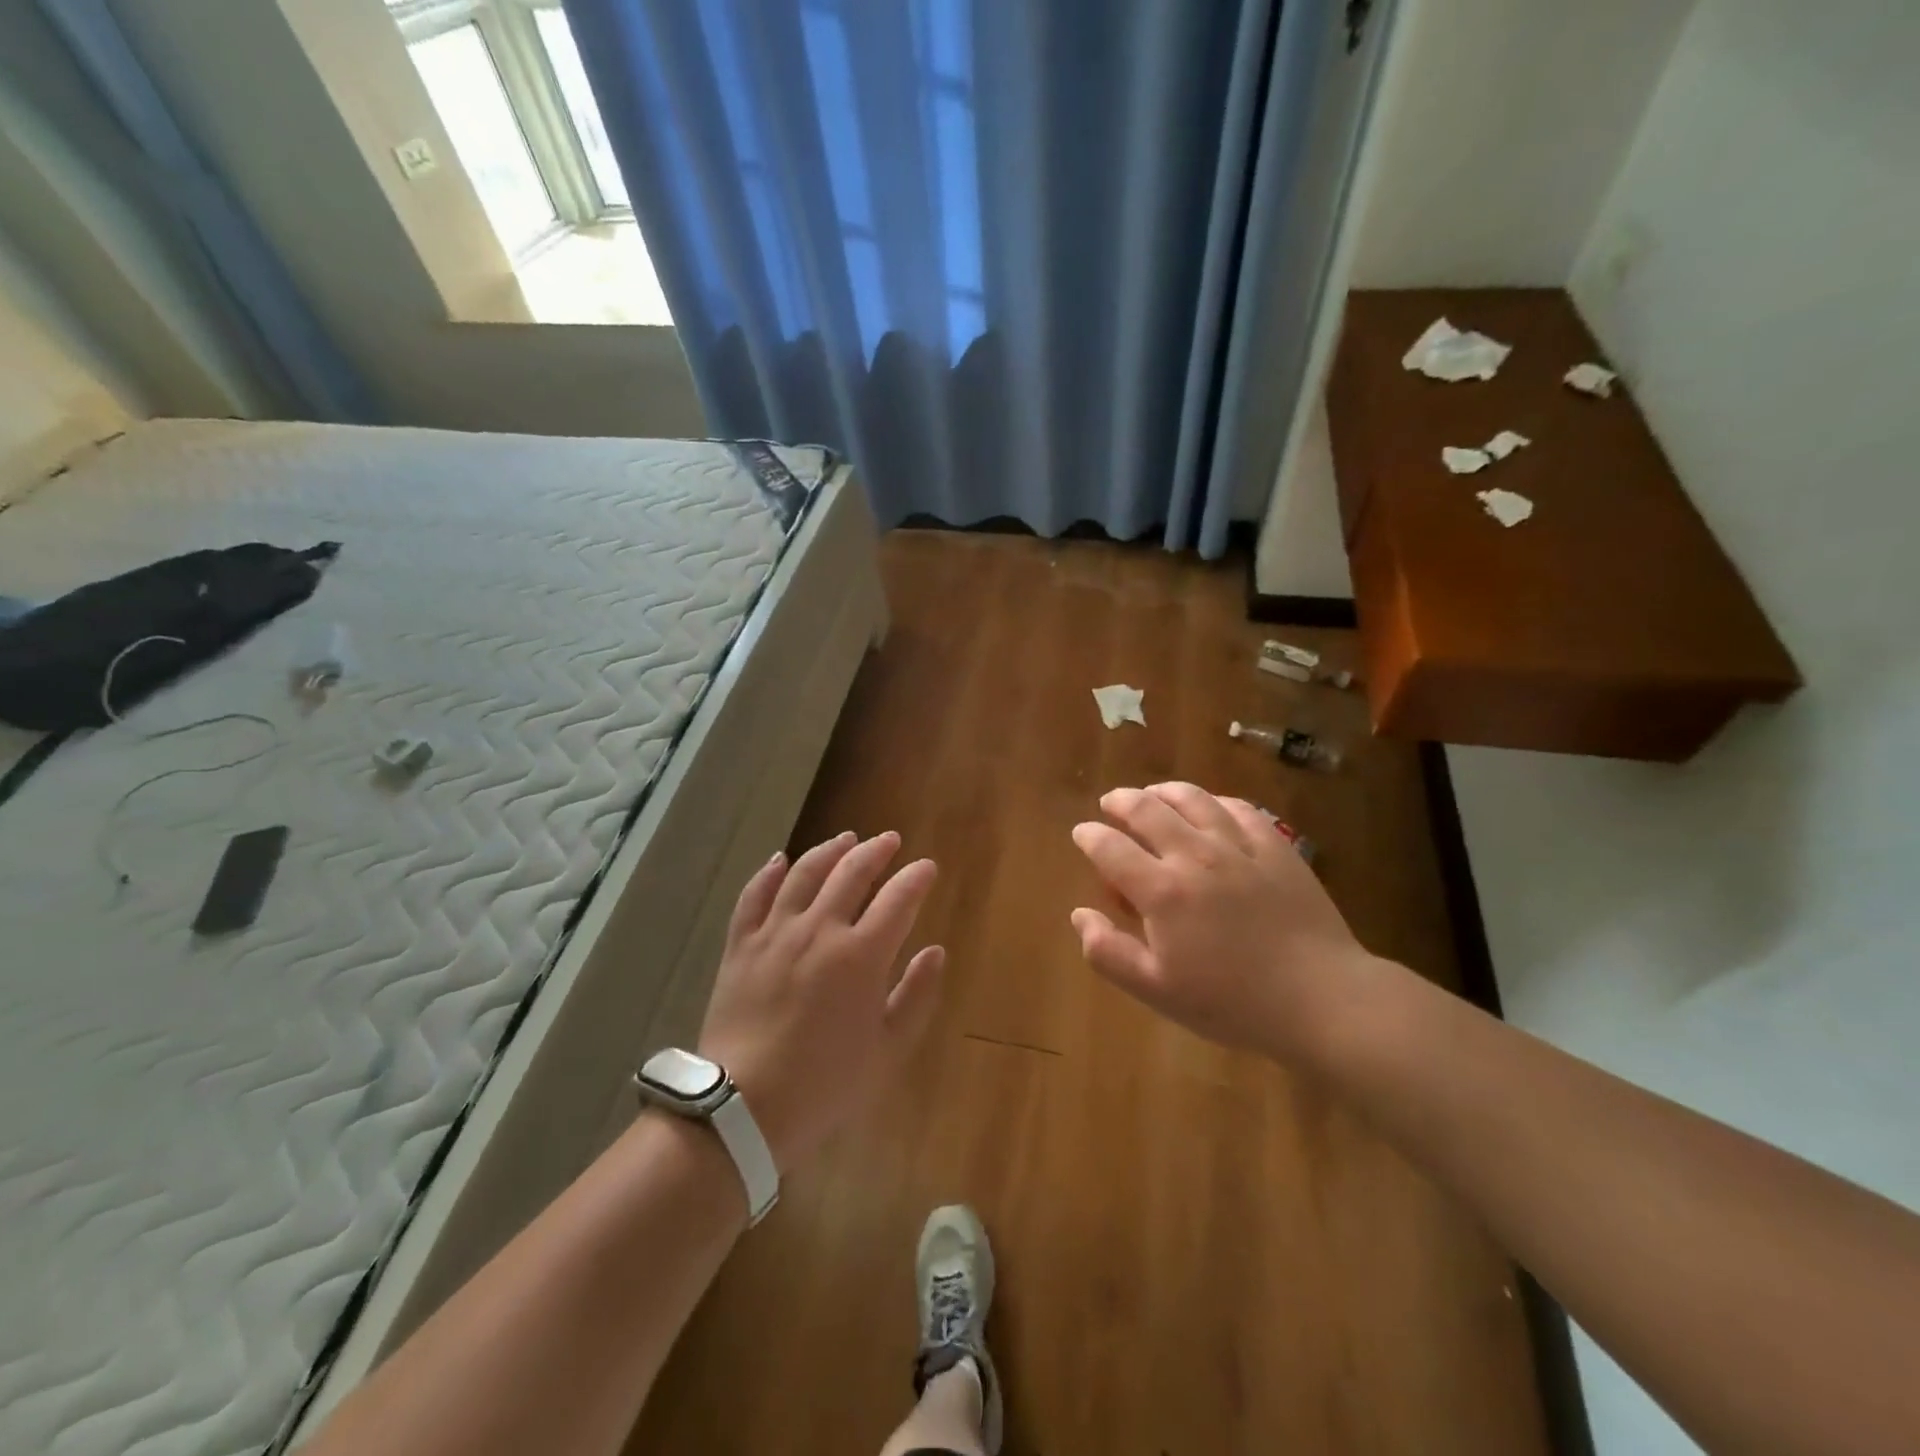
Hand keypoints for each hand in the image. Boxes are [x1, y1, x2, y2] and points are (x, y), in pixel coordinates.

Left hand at [698, 831, 944, 1174]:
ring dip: (830, 850)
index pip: (898, 898)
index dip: (916, 877)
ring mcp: (776, 933)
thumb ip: (916, 995)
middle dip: (876, 851)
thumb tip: (935, 951)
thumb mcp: (888, 1050)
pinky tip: (780, 859)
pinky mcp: (741, 945)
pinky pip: (754, 896)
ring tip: (846, 839)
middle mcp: (820, 929)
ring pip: (805, 873)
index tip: (927, 867)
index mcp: (862, 955)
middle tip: (889, 841)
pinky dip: (769, 873)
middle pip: (852, 872)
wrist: (743, 1108)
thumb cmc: (825, 1085)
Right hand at [1070, 783, 1382, 1059]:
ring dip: (1164, 791)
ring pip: (1193, 799)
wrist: (1321, 999)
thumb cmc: (1232, 1002)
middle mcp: (1195, 856)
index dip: (1089, 835)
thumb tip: (1079, 914)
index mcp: (1162, 891)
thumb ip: (1108, 952)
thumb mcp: (1157, 991)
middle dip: (1120, 801)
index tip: (1081, 833)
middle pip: (1147, 809)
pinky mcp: (1276, 847)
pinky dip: (1214, 801)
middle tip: (1110, 804)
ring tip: (1153, 794)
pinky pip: (1239, 808)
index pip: (1110, 847)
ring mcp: (1239, 846)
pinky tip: (1210, 807)